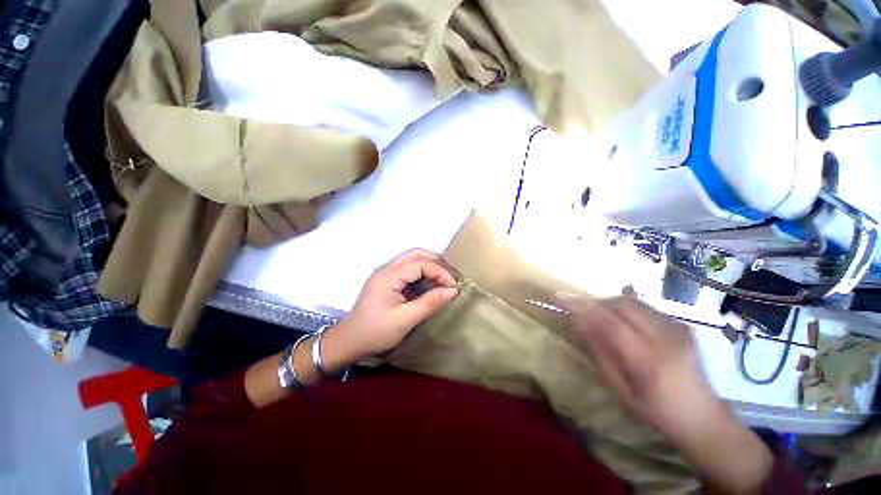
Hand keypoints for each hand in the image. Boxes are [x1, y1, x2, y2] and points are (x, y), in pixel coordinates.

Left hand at [325, 249, 458, 364]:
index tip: (453, 286)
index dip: (440, 272)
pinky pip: (407, 270)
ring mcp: (385, 274)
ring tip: (443, 280)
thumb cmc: (375, 332)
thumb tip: (453, 290)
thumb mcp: (405, 319)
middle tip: (450, 277)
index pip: (420, 263)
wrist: (348, 343)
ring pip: (411, 260)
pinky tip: (430, 285)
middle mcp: (386, 269)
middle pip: (415, 254)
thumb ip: (430, 303)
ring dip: (429, 266)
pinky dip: (421, 274)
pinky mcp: (386, 281)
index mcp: (388, 276)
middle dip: (436, 262)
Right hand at [556, 296, 773, 492]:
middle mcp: (666, 339)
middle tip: (581, 310)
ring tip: (600, 316)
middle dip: (596, 302)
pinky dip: (626, 309)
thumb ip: (599, 352)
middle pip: (623, 305)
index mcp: (649, 362)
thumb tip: (577, 323)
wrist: (703, 416)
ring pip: (634, 302)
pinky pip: (646, 307)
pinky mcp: (683, 325)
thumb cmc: (656, 411)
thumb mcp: (621, 389)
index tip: (560, 297)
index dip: (582, 307)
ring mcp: (678, 329)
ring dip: (610, 304)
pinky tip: (623, 322)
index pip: (609, 323)